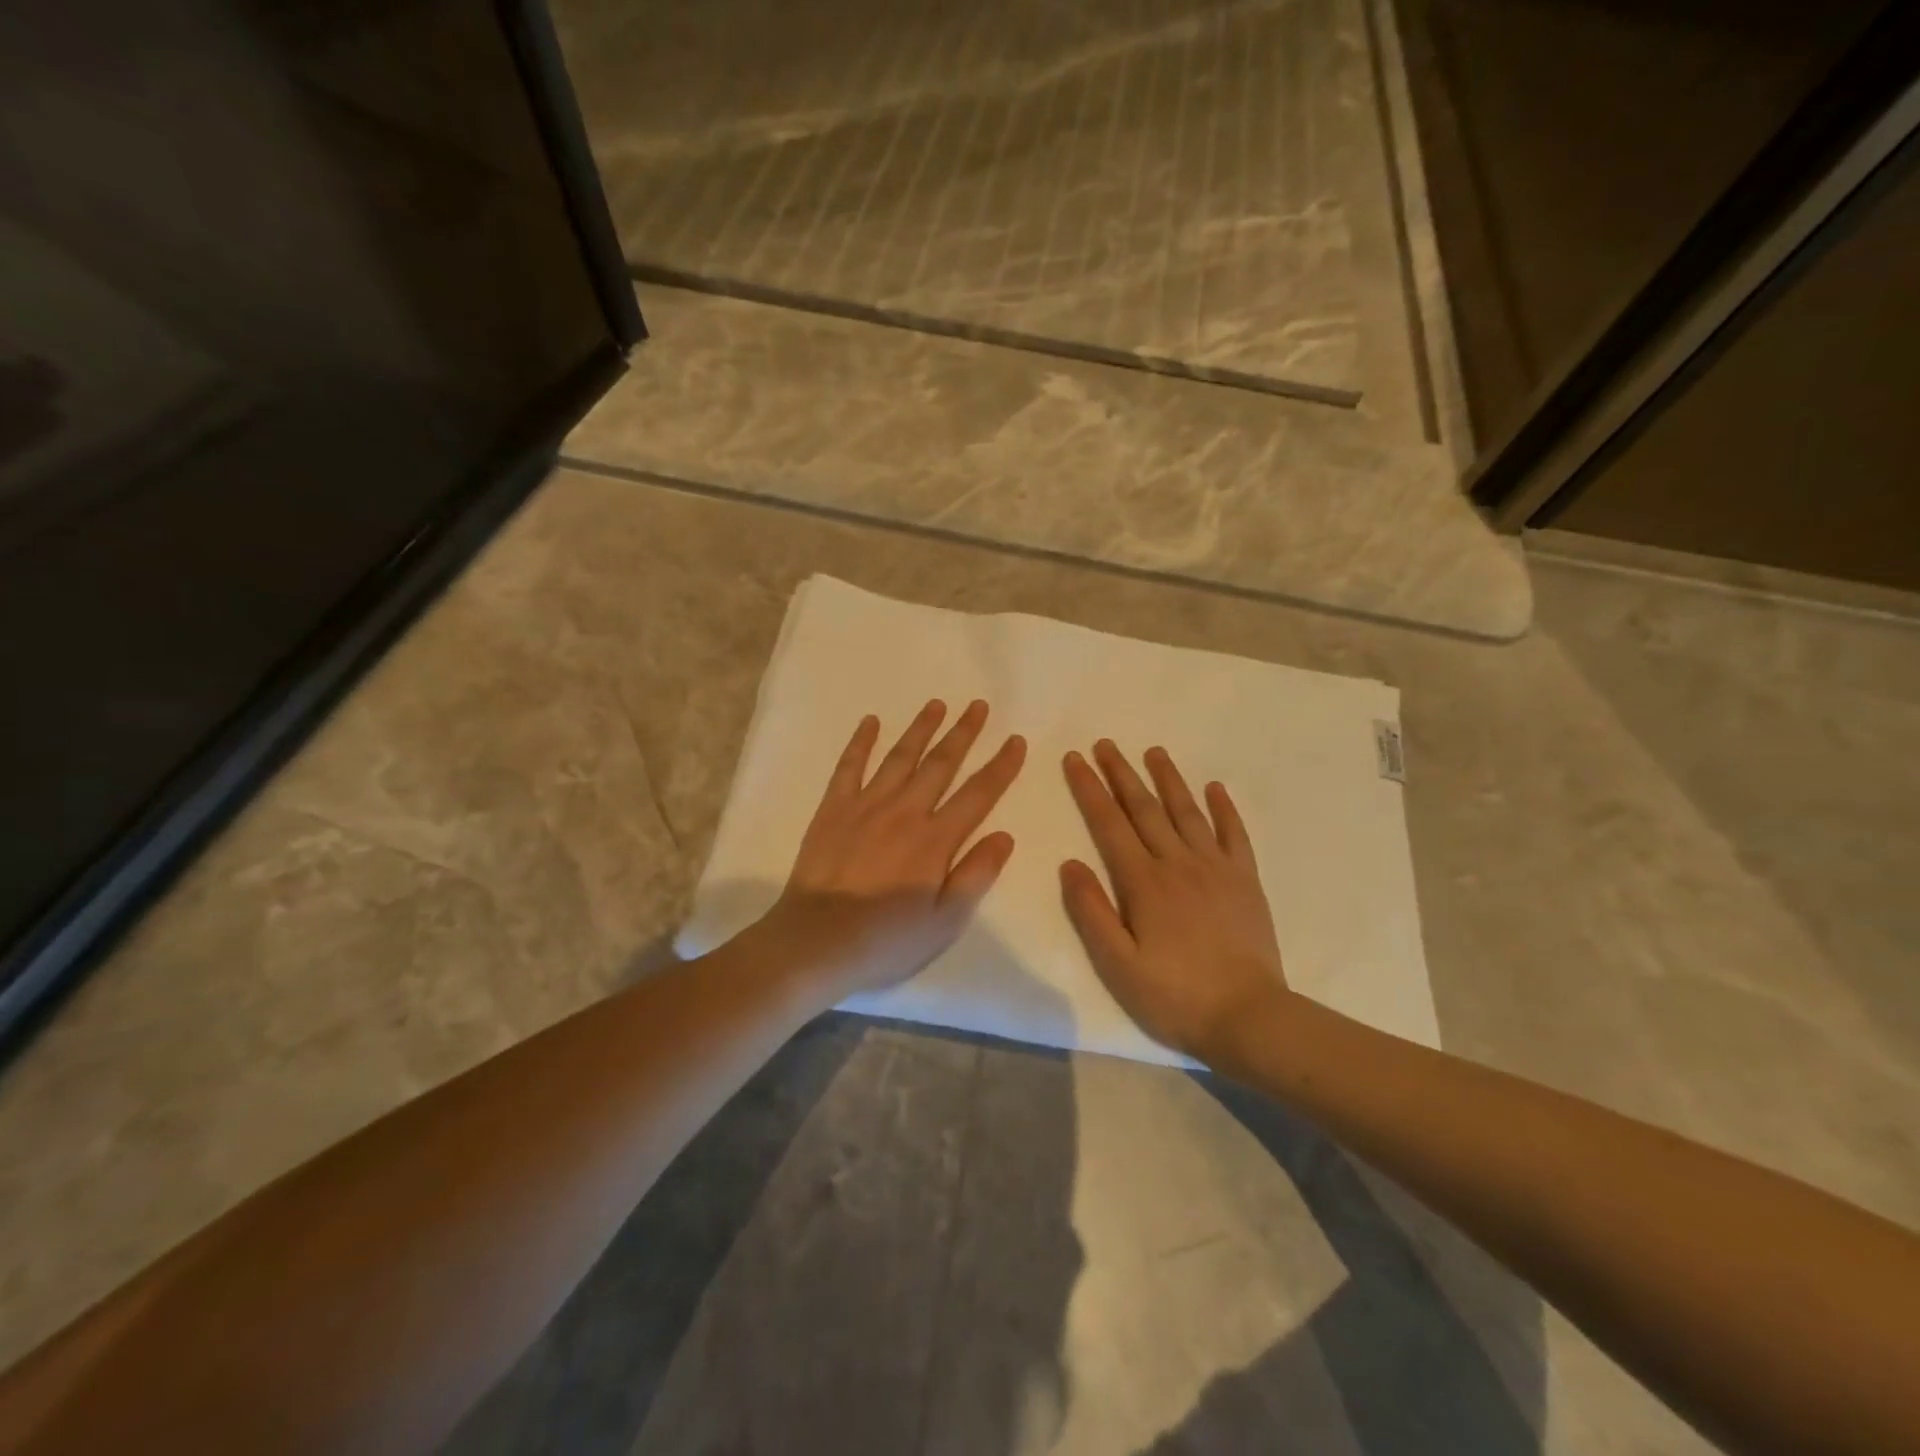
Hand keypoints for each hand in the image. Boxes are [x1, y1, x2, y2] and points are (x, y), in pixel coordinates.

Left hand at [762, 698, 1026, 996]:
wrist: (815, 942)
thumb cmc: (886, 939)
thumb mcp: (945, 921)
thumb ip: (976, 875)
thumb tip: (1005, 835)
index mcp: (936, 840)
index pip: (978, 794)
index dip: (1000, 766)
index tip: (1015, 740)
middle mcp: (905, 811)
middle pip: (941, 764)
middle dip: (963, 733)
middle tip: (978, 705)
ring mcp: (866, 806)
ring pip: (900, 757)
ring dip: (921, 729)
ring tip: (937, 704)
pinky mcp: (833, 809)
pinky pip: (849, 766)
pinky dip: (861, 742)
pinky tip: (870, 722)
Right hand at [1061, 741, 1291, 1057]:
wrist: (1248, 1017)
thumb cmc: (1174, 995)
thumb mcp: (1118, 964)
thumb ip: (1091, 911)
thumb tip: (1069, 863)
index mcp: (1143, 882)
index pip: (1109, 824)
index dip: (1090, 789)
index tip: (1075, 759)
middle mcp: (1178, 863)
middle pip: (1145, 809)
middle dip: (1122, 774)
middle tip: (1105, 744)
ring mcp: (1216, 868)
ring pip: (1187, 812)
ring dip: (1168, 779)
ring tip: (1154, 751)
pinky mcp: (1245, 881)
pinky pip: (1234, 834)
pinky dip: (1224, 809)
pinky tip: (1214, 788)